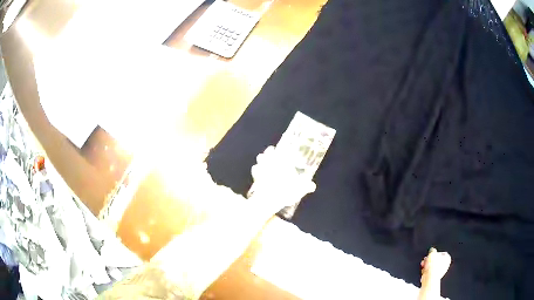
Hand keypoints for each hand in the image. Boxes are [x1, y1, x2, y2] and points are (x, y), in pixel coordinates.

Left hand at [250, 146, 315, 210]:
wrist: (268, 199)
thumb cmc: (286, 190)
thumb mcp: (301, 189)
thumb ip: (307, 186)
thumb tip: (312, 186)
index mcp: (283, 161)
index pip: (283, 149)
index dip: (285, 149)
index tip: (287, 151)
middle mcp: (272, 161)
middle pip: (269, 151)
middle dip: (271, 152)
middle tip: (275, 155)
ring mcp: (262, 167)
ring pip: (260, 157)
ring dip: (263, 159)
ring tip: (266, 162)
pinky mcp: (255, 175)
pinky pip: (254, 168)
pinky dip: (256, 169)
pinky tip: (259, 173)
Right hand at [421, 248, 451, 283]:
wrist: (430, 277)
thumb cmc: (432, 264)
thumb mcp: (432, 253)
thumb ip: (432, 250)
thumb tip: (432, 250)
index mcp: (447, 258)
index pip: (441, 253)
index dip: (434, 254)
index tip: (429, 255)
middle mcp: (446, 265)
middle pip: (436, 260)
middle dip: (429, 261)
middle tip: (424, 261)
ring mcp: (441, 272)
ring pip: (432, 267)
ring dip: (427, 266)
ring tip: (423, 266)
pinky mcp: (436, 278)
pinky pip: (430, 273)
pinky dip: (426, 272)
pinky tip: (423, 272)